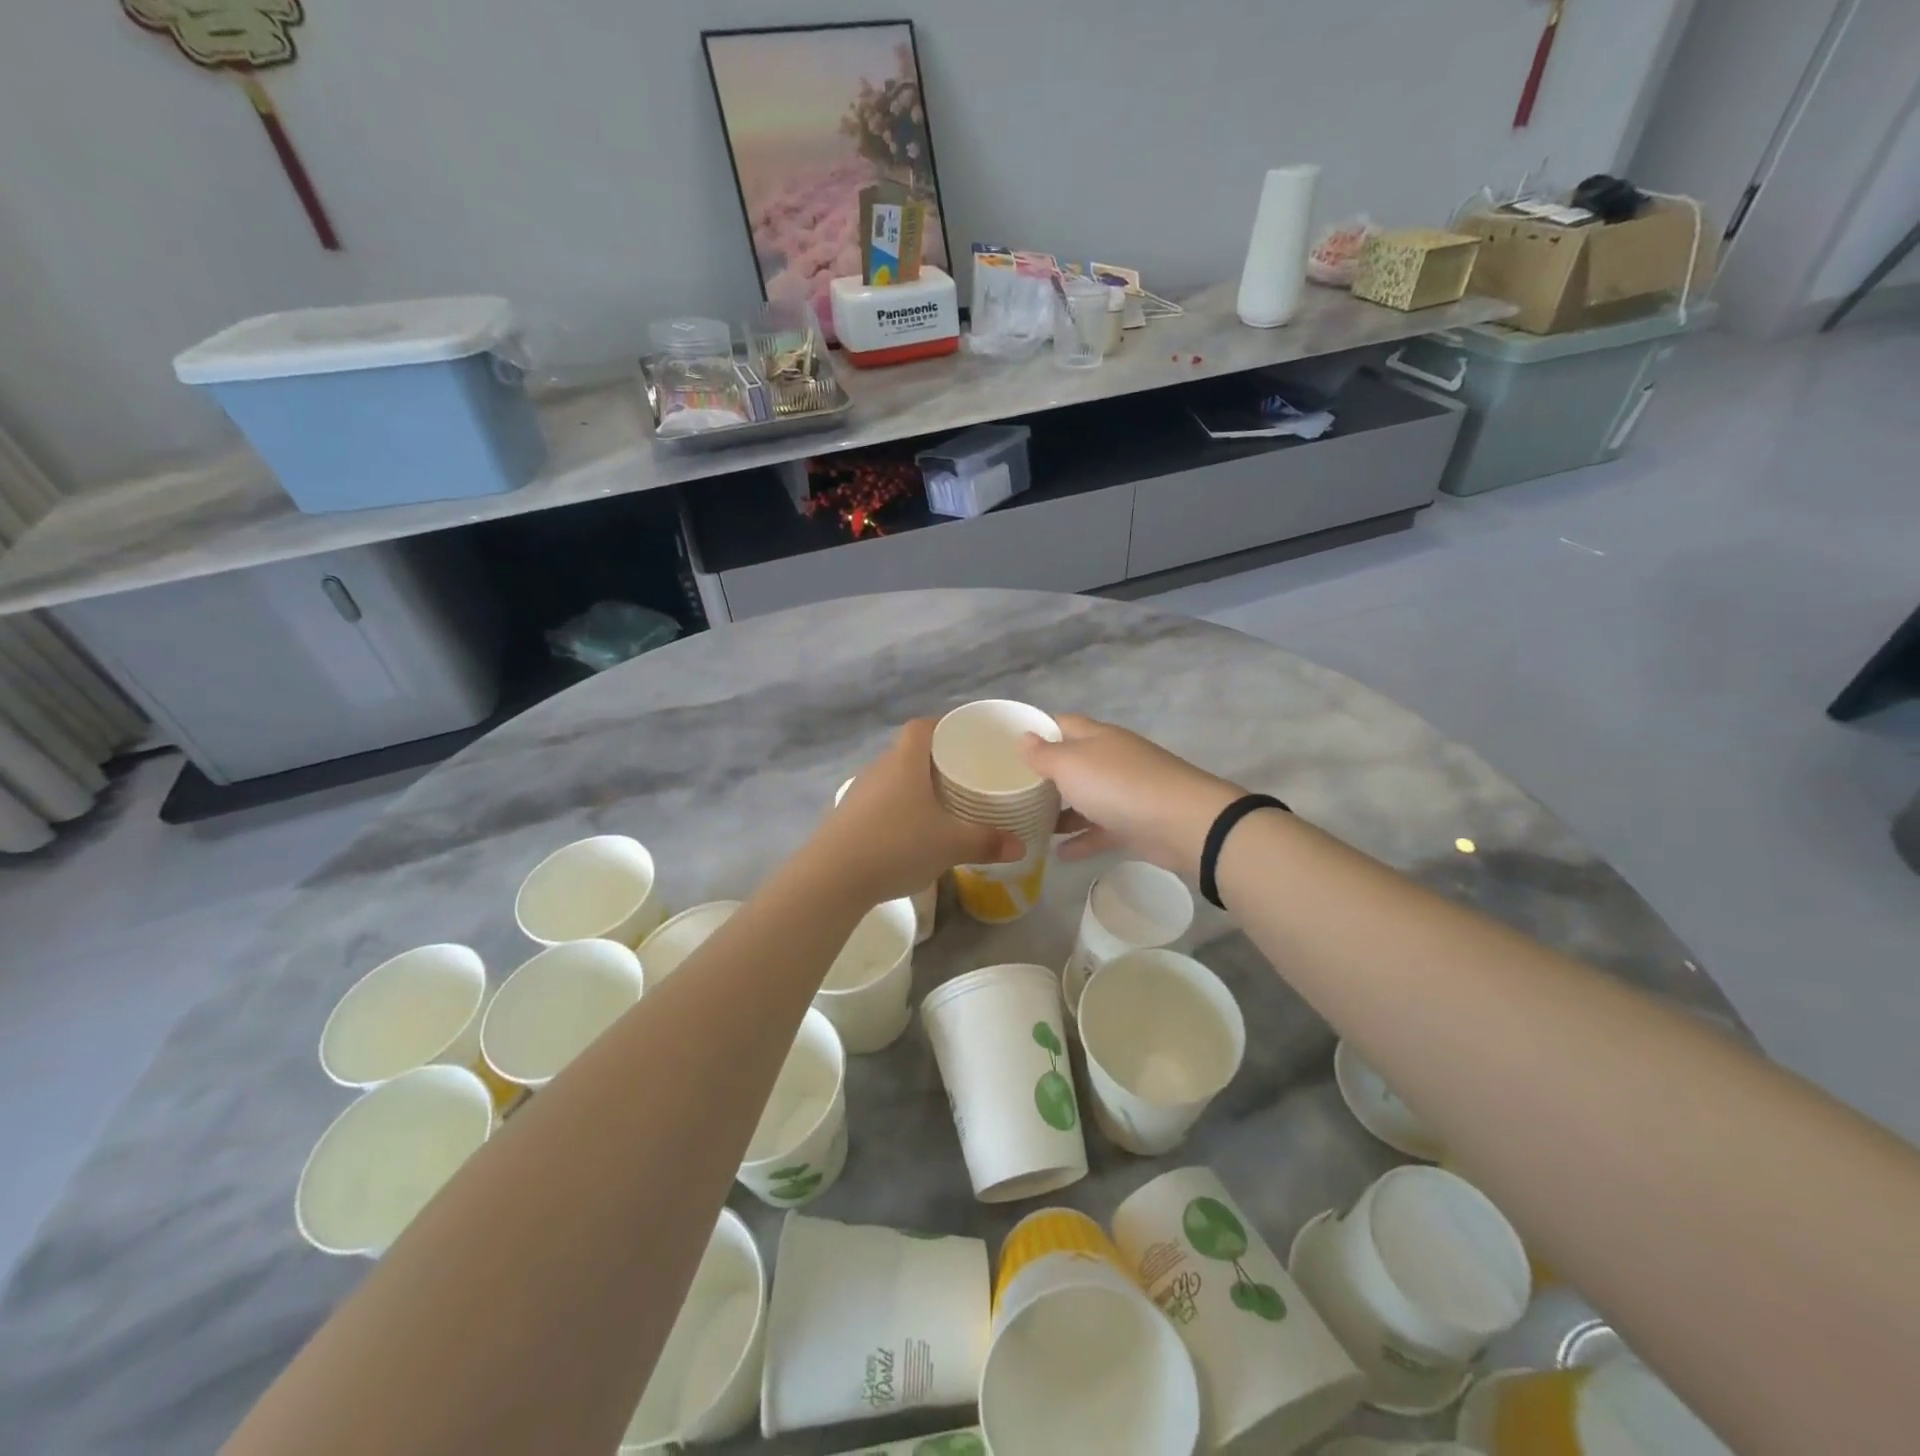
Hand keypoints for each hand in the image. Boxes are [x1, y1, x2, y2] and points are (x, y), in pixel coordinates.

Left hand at [812, 720, 1022, 903]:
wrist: (832, 877)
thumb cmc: (897, 845)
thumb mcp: (951, 845)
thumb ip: (987, 842)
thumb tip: (1020, 845)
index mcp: (905, 762)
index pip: (922, 727)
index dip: (943, 726)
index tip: (965, 738)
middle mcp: (879, 769)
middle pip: (908, 752)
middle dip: (934, 761)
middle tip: (962, 776)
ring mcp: (859, 793)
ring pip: (892, 779)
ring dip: (913, 787)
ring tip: (939, 805)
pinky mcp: (846, 818)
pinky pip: (879, 803)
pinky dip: (897, 810)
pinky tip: (909, 833)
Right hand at [1020, 715, 1242, 876]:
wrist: (1183, 823)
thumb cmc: (1119, 785)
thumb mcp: (1071, 765)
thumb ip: (1044, 754)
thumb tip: (1024, 738)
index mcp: (1096, 737)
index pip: (1062, 724)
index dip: (1037, 731)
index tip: (1008, 747)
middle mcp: (1111, 759)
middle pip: (1073, 762)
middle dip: (1045, 776)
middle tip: (1013, 792)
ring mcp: (1124, 791)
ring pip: (1085, 798)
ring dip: (1061, 811)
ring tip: (1030, 825)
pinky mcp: (1134, 823)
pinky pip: (1100, 829)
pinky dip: (1081, 839)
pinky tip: (1059, 855)